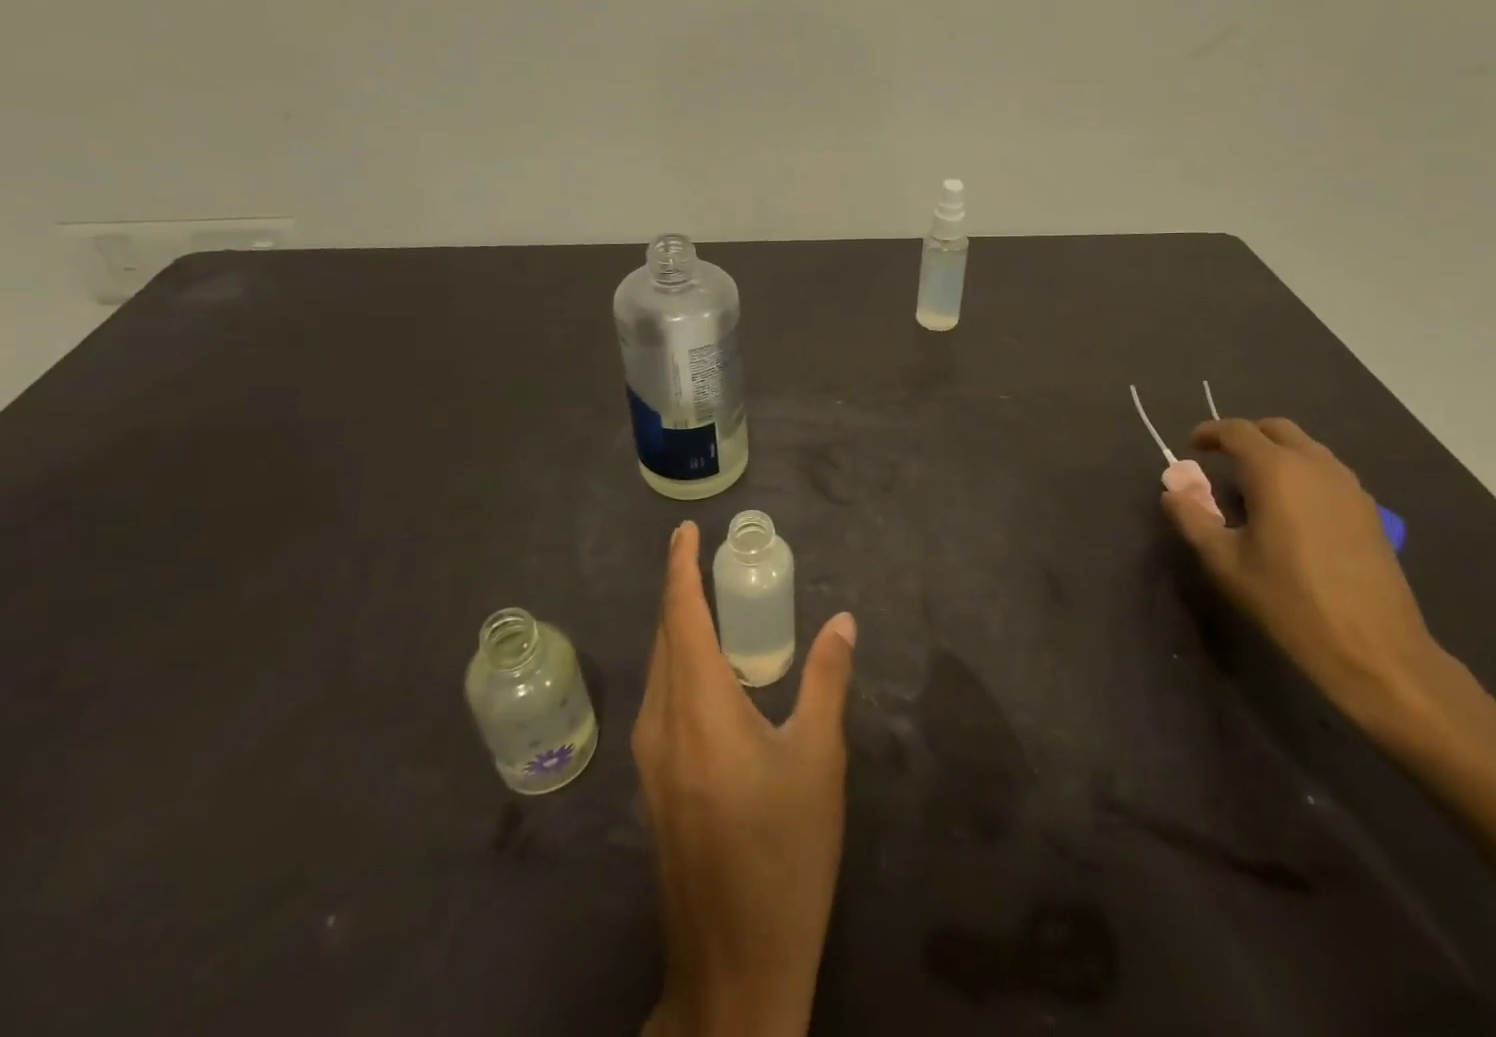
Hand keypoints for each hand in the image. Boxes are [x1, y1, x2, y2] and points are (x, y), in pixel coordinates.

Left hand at [634, 521, 857, 1036]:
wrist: (736, 965)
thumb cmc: (785, 853)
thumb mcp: (818, 758)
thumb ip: (828, 679)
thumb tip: (844, 620)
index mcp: (698, 709)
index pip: (681, 617)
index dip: (680, 568)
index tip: (686, 530)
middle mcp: (661, 725)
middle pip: (664, 638)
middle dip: (679, 592)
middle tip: (706, 557)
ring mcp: (651, 760)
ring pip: (659, 670)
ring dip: (679, 628)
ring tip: (710, 600)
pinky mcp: (656, 785)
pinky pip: (661, 699)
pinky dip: (680, 663)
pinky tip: (710, 669)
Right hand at [1161, 418, 1446, 737]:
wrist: (1374, 649)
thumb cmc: (1288, 601)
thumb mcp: (1224, 562)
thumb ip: (1192, 519)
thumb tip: (1172, 492)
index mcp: (1276, 471)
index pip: (1236, 431)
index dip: (1209, 433)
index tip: (1191, 446)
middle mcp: (1315, 466)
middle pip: (1276, 429)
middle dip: (1245, 436)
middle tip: (1221, 459)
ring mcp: (1348, 486)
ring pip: (1306, 448)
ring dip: (1276, 453)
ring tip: (1254, 485)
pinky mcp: (1369, 510)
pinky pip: (1327, 472)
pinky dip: (1301, 473)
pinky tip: (1291, 510)